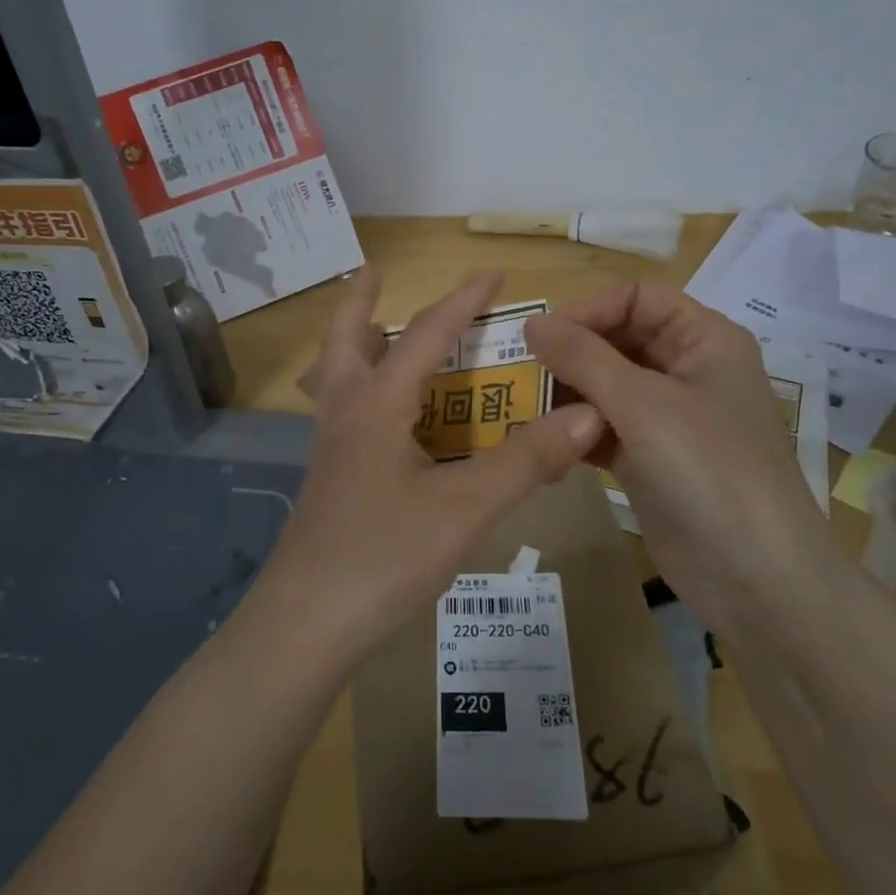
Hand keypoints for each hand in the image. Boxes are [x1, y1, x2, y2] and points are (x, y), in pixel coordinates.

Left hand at [263, 269, 604, 658]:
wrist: (307, 622)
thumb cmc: (384, 555)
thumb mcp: (465, 508)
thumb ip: (525, 460)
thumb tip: (588, 415)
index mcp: (377, 403)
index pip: (426, 333)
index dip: (464, 300)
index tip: (494, 273)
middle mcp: (346, 412)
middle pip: (345, 338)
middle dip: (360, 300)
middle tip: (373, 272)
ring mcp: (330, 446)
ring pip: (334, 374)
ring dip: (352, 342)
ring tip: (375, 331)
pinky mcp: (328, 478)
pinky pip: (340, 411)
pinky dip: (357, 388)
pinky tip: (381, 417)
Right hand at [524, 283, 829, 611]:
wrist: (756, 578)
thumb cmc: (708, 470)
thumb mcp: (642, 404)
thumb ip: (583, 357)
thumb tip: (531, 322)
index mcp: (704, 340)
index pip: (637, 298)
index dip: (590, 309)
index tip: (542, 335)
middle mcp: (688, 370)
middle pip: (619, 339)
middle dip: (572, 353)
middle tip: (522, 372)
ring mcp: (670, 417)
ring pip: (607, 385)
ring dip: (568, 393)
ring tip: (525, 408)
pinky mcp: (651, 457)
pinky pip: (605, 427)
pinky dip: (576, 430)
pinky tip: (543, 443)